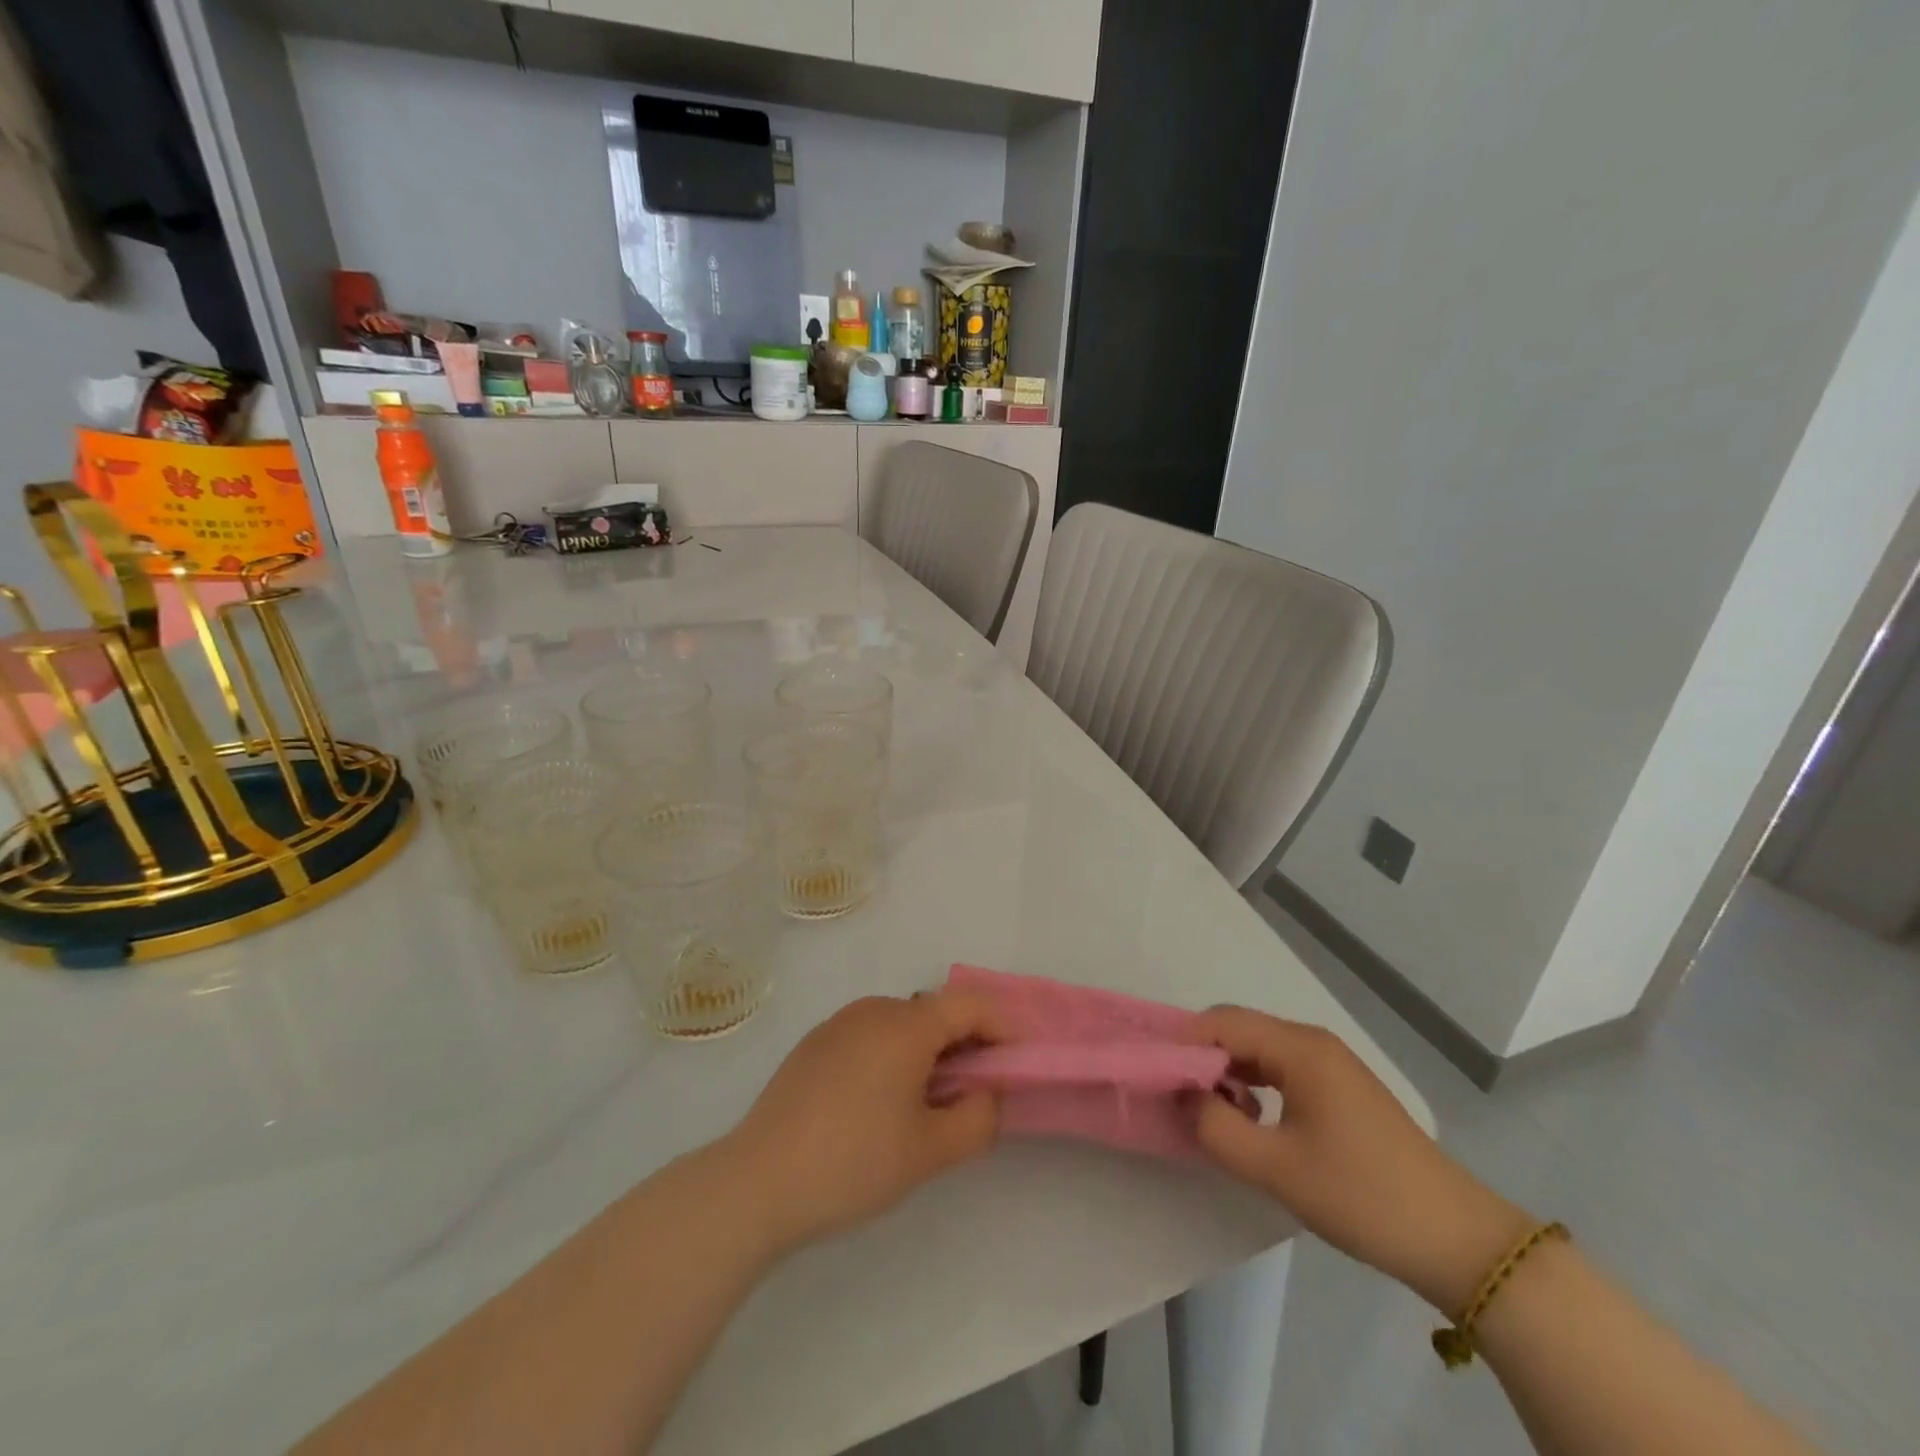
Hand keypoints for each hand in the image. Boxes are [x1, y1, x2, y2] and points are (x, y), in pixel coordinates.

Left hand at [725, 992, 1004, 1252]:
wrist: (758, 1181)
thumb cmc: (854, 1161)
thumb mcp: (930, 1151)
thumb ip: (978, 1117)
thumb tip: (987, 1092)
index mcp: (906, 1025)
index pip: (970, 1005)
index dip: (1001, 1026)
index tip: (1016, 1061)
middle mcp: (874, 1010)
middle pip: (935, 1012)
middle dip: (965, 1043)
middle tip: (974, 1092)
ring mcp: (838, 1024)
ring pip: (901, 1024)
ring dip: (927, 1051)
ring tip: (927, 1103)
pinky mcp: (814, 1045)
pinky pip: (869, 1036)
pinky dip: (891, 1055)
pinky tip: (879, 1104)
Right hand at [1190, 1006, 1535, 1312]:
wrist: (1455, 1239)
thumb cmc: (1361, 1195)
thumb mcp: (1275, 1168)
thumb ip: (1216, 1127)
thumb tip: (1181, 1096)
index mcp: (1299, 1048)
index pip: (1221, 1022)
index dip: (1182, 1042)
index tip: (1152, 1073)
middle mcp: (1312, 1042)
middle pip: (1239, 1029)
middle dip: (1201, 1057)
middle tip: (1174, 1095)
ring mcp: (1330, 1063)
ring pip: (1258, 1049)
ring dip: (1227, 1072)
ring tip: (1207, 1111)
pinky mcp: (1339, 1087)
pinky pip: (1280, 1068)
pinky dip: (1253, 1083)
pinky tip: (1248, 1118)